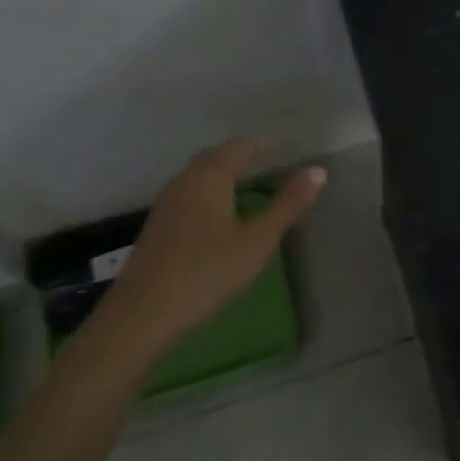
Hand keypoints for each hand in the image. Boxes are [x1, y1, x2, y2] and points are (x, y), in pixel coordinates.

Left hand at [99, 140, 324, 355]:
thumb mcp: (257, 240)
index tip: (288, 146)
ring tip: (250, 182)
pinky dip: (210, 192)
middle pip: (216, 157)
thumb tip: (318, 170)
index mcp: (210, 176)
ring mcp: (166, 204)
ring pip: (200, 176)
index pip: (240, 146)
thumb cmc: (206, 272)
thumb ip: (288, 204)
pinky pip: (190, 194)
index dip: (265, 144)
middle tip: (272, 160)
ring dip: (224, 173)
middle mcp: (185, 181)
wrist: (141, 316)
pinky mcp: (157, 227)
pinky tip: (220, 213)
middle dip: (243, 155)